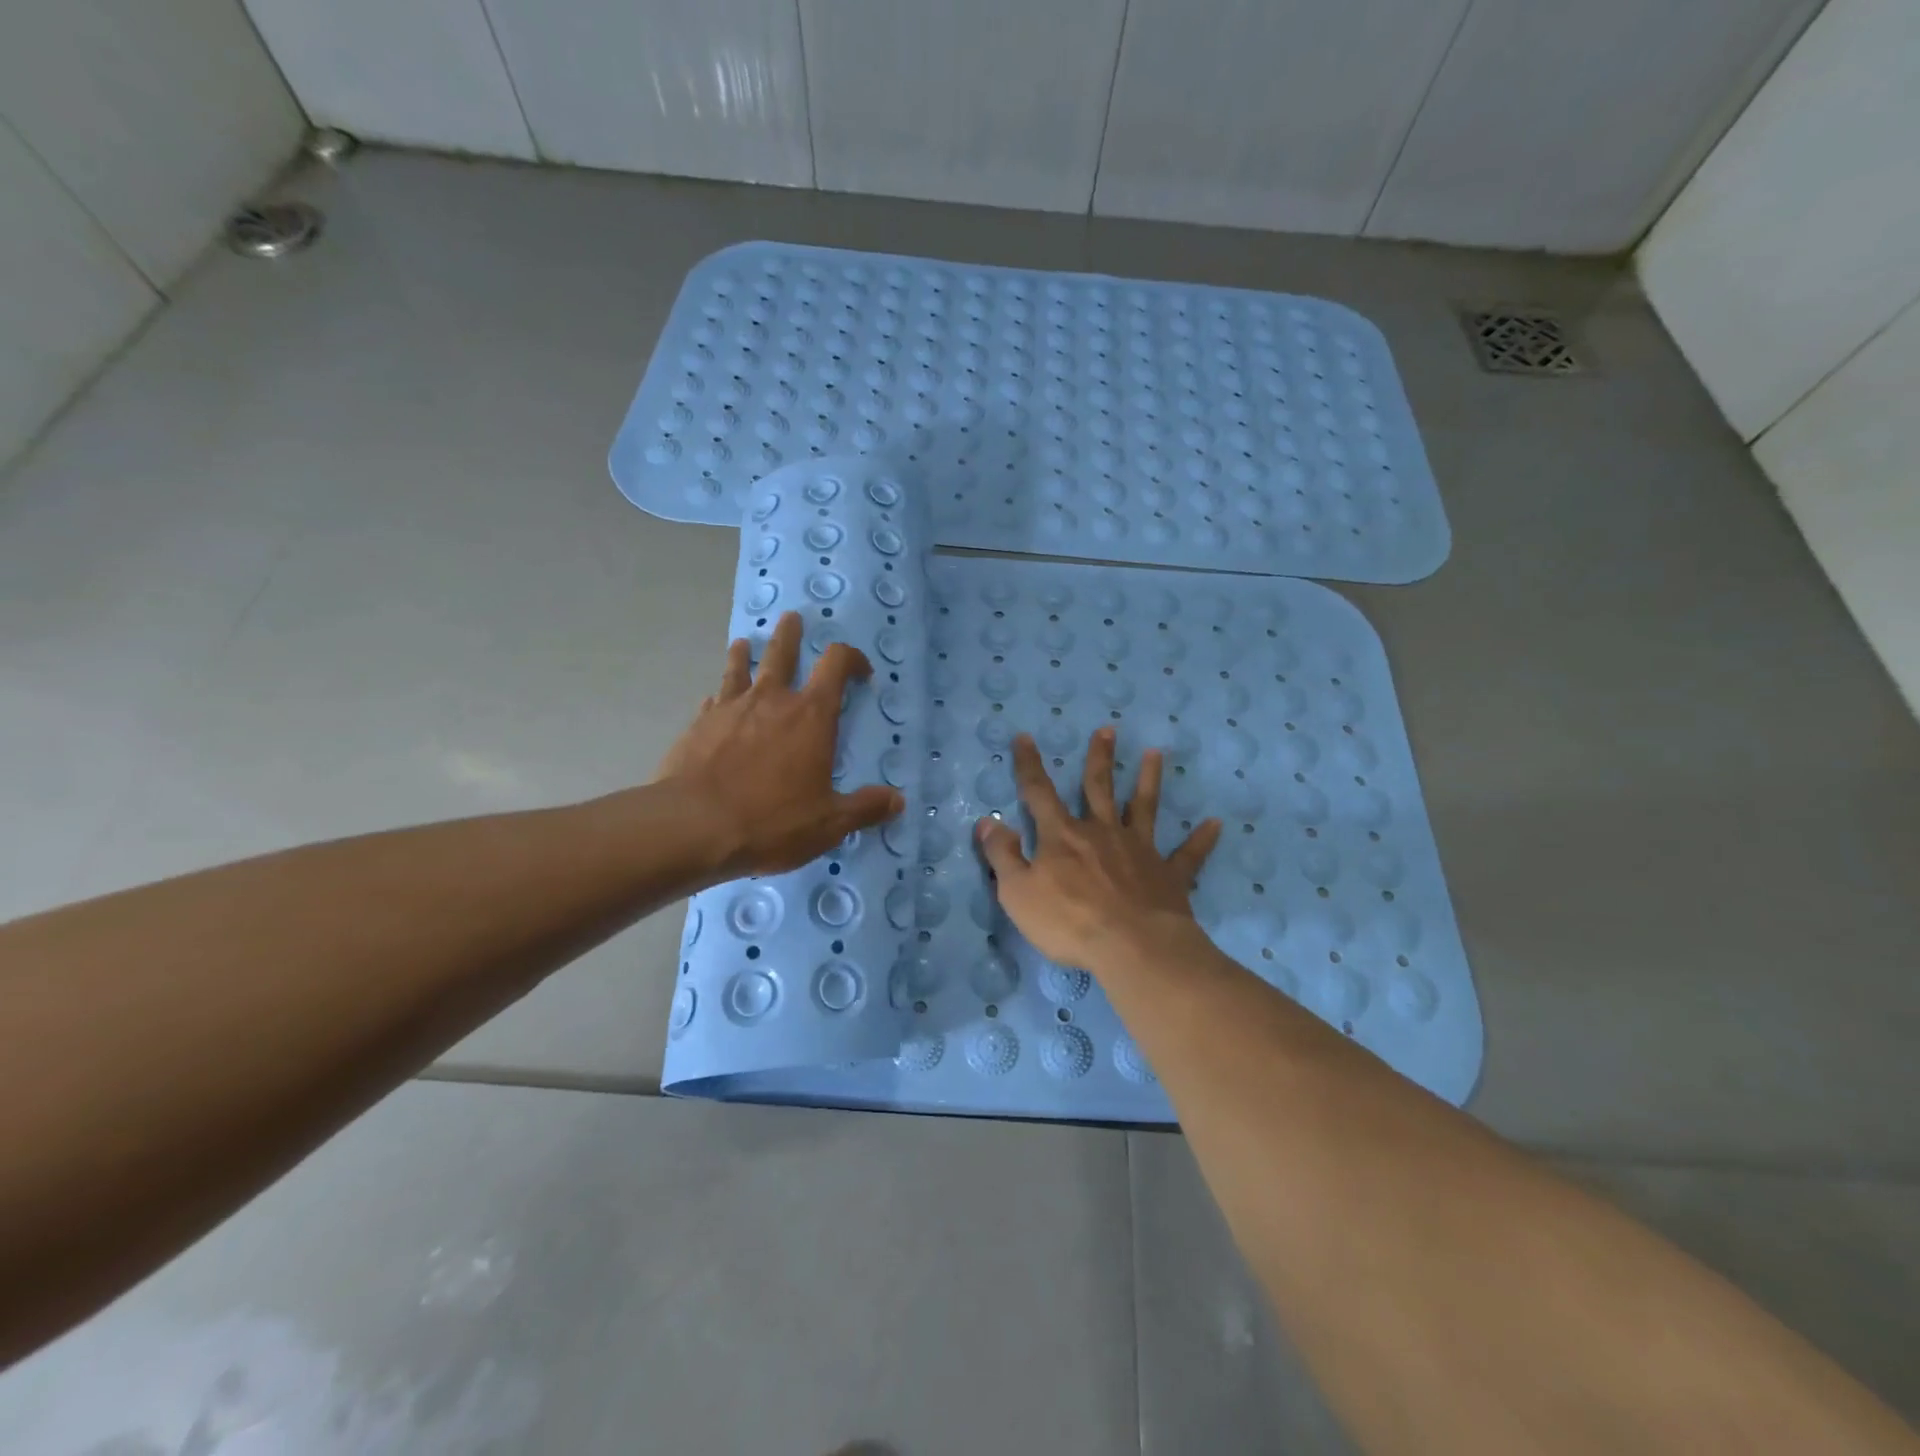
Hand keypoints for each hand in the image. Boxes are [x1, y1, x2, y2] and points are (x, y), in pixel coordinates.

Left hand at [656, 612, 904, 876]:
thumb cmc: (771, 820)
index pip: (836, 664)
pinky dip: (718, 697)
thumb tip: (897, 801)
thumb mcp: (828, 823)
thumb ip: (864, 808)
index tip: (860, 671)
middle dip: (790, 635)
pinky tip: (713, 701)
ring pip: (739, 668)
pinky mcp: (698, 725)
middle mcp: (771, 700)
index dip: (851, 659)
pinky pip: (712, 701)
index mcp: (811, 716)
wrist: (693, 826)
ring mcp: (730, 708)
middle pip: (783, 653)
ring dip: (745, 654)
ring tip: (744, 643)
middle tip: (792, 619)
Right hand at [975, 727, 1221, 974]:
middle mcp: (1102, 832)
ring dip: (1149, 779)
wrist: (1132, 947)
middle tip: (1107, 730)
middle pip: (1098, 787)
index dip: (1029, 765)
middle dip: (1099, 758)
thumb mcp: (1017, 892)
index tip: (1025, 737)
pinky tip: (1216, 823)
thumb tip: (987, 821)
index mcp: (1062, 836)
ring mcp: (1139, 850)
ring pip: (1144, 807)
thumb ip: (1001, 855)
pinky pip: (1188, 854)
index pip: (1039, 792)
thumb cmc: (1068, 921)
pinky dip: (1201, 839)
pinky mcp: (1169, 874)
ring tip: (1155, 752)